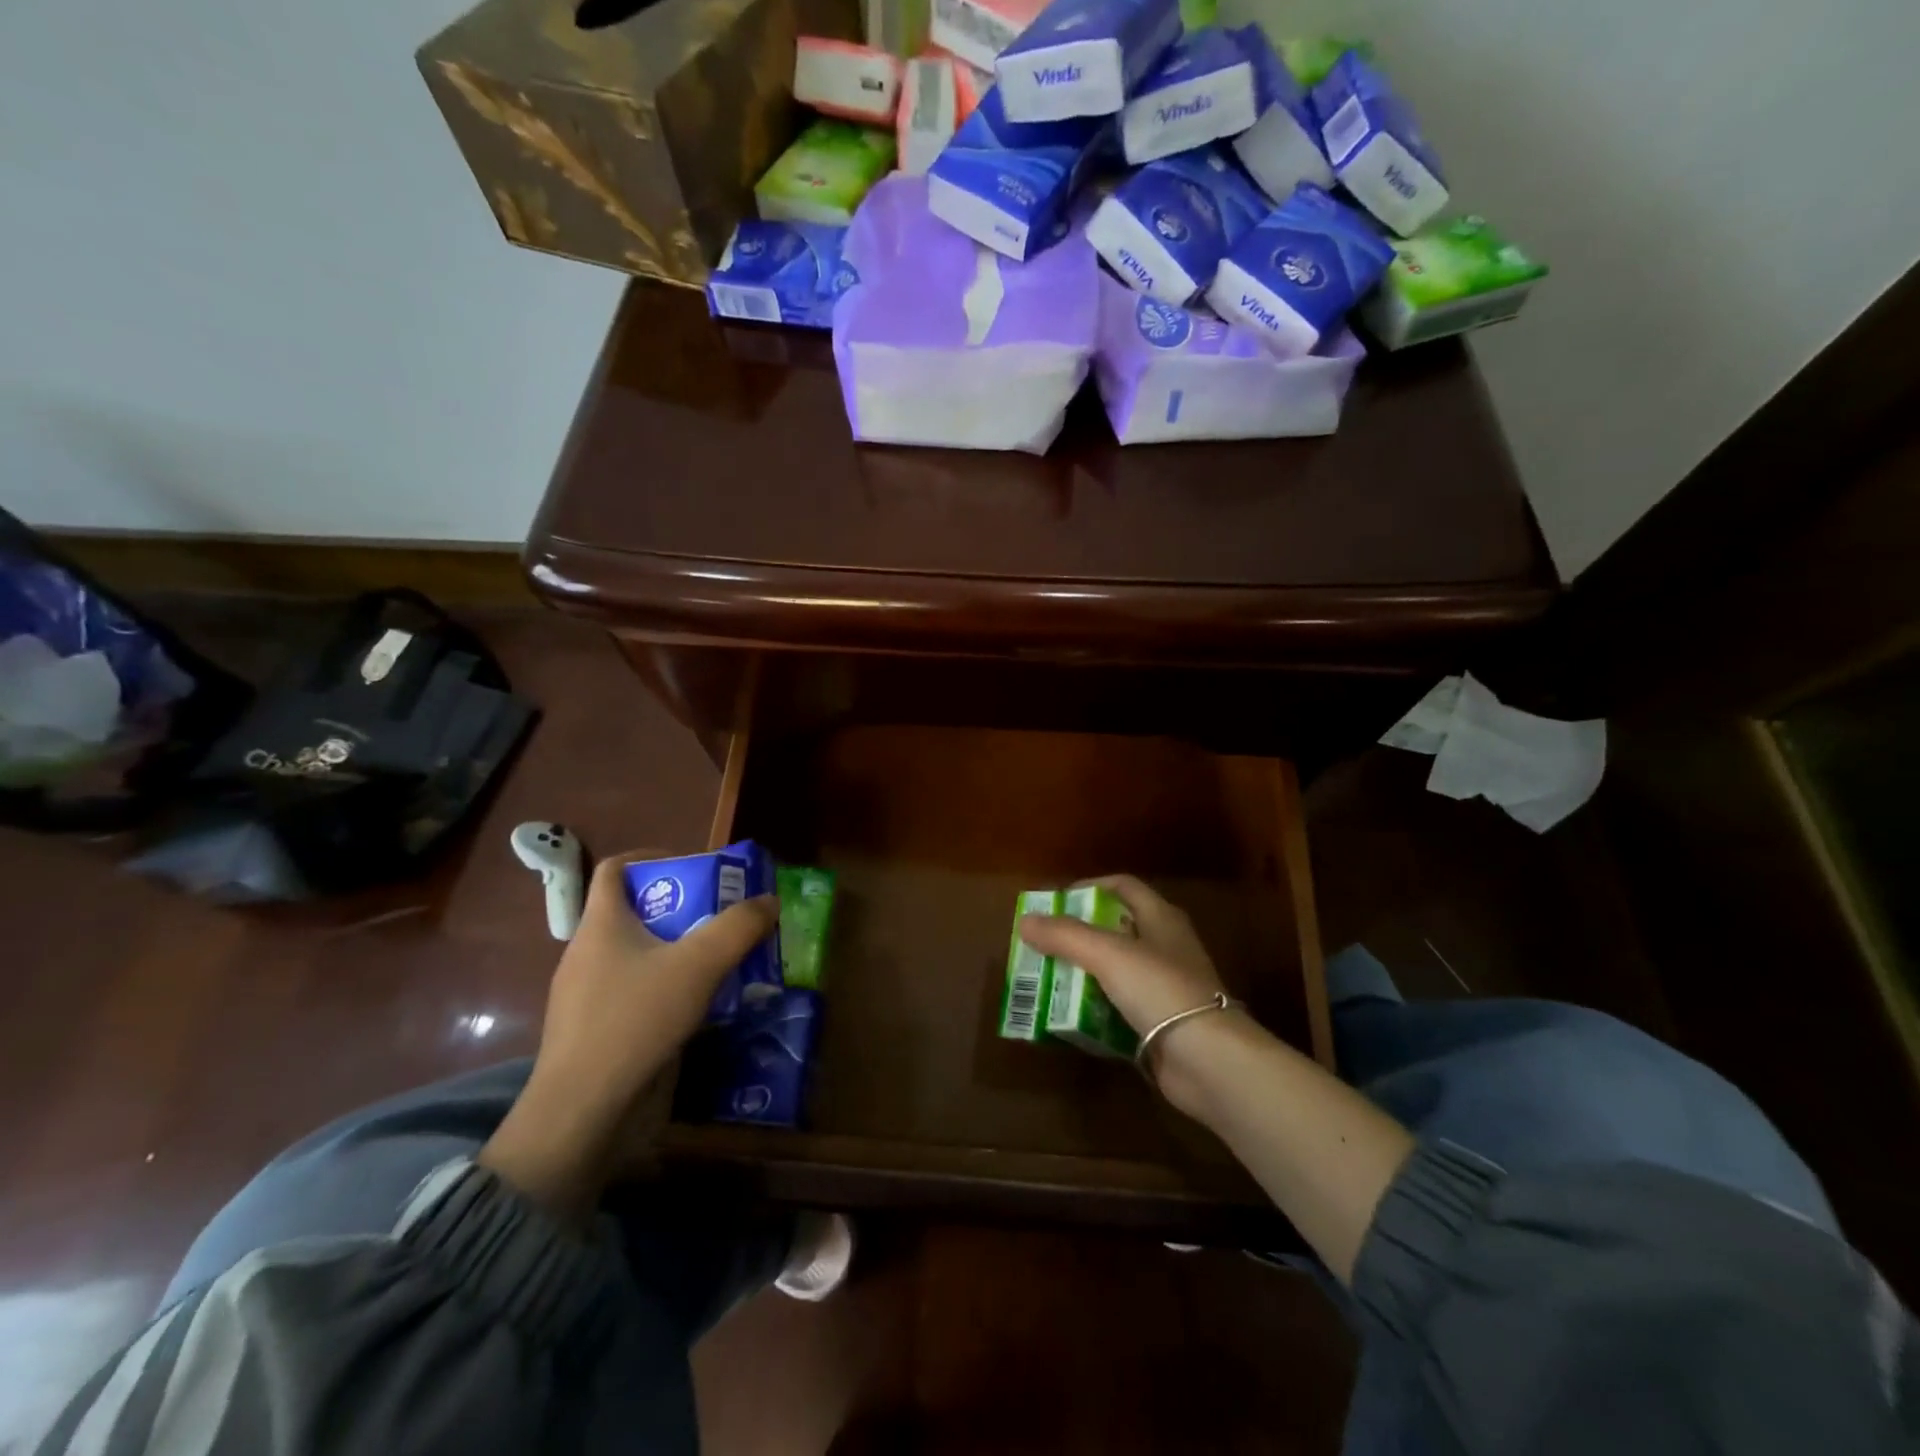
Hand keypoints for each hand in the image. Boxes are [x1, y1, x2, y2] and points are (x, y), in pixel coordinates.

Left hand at [481, 852, 777, 1217]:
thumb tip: (768, 900)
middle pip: (636, 912)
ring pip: (638, 956)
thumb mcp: (699, 965)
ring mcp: (586, 996)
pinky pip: (635, 993)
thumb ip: (738, 927)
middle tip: (724, 918)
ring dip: (678, 951)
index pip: (616, 869)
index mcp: (601, 925)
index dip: (653, 857)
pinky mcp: (595, 1032)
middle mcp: (587, 953)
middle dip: (683, 909)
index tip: (693, 867)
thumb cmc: (635, 1020)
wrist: (582, 1113)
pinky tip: (698, 1008)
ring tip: (721, 963)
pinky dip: (666, 988)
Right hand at [1019, 875, 1256, 1113]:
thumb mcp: (1108, 954)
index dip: (1089, 888)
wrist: (1209, 1060)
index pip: (1122, 887)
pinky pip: (1118, 1007)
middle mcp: (1165, 946)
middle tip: (1042, 945)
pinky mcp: (1160, 1024)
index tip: (1055, 903)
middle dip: (1077, 935)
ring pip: (1115, 970)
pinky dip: (1094, 1008)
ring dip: (1082, 974)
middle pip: (1115, 929)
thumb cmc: (1161, 989)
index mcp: (1161, 918)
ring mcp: (1164, 987)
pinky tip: (1068, 1016)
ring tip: (1047, 979)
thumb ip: (1065, 935)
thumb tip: (1025, 920)